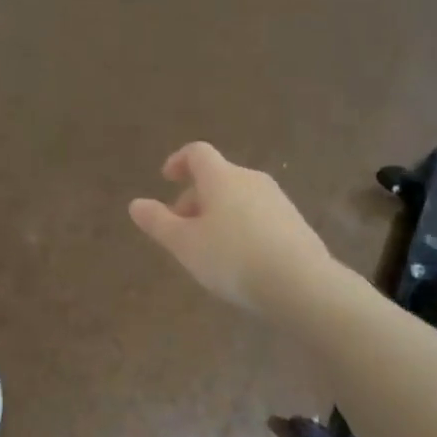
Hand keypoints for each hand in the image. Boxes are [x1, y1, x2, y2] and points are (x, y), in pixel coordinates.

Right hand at [129, 142, 335, 315]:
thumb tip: (135, 204)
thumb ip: (158, 222)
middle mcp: (250, 179)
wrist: (301, 284)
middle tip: (181, 230)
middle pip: (217, 177)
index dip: (178, 161)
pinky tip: (240, 260)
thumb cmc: (232, 258)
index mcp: (221, 177)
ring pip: (238, 197)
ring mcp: (277, 199)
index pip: (197, 152)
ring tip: (209, 249)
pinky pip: (258, 215)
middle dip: (195, 198)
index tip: (167, 179)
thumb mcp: (185, 244)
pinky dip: (241, 227)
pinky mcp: (295, 222)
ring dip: (218, 214)